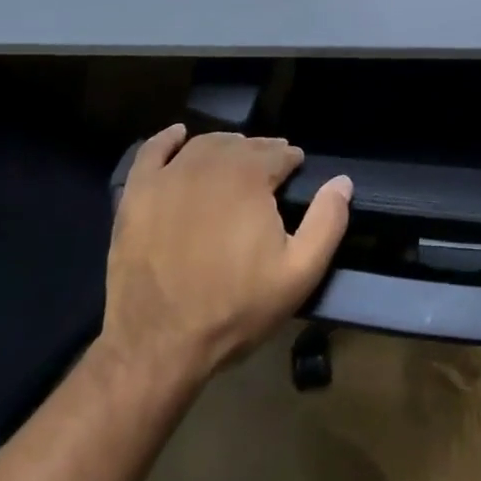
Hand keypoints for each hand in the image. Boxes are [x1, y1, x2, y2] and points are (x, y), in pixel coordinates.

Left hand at [103, 126, 351, 381]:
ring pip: (205, 144)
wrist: (157, 344)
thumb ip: (327, 223)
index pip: (279, 152)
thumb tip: (343, 181)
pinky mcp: (137, 192)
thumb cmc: (234, 309)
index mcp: (250, 176)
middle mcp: (210, 163)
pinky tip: (179, 136)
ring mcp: (169, 175)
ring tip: (235, 164)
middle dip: (261, 154)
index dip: (291, 161)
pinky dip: (169, 139)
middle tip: (268, 174)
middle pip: (243, 145)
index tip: (296, 173)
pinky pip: (154, 151)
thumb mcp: (298, 275)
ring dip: (226, 148)